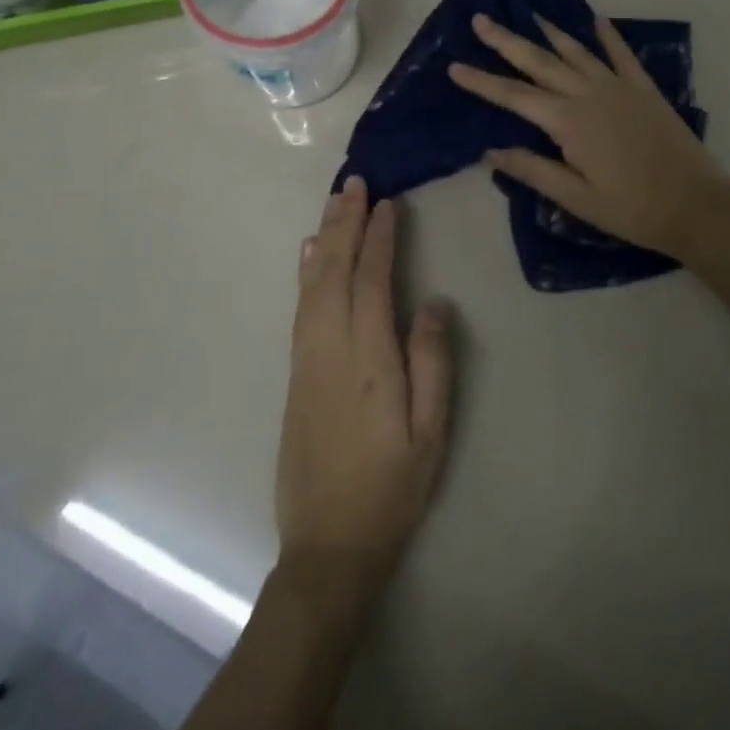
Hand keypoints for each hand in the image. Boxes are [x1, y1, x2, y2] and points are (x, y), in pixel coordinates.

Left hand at [276, 177, 452, 624]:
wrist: (327, 546)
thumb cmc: (391, 489)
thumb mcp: (431, 433)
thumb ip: (433, 363)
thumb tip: (434, 303)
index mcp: (369, 360)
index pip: (373, 282)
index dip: (380, 239)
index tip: (388, 204)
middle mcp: (331, 349)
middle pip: (335, 272)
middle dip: (346, 223)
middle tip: (355, 183)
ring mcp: (307, 360)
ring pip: (312, 284)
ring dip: (324, 238)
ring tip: (335, 203)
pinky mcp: (295, 373)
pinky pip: (300, 307)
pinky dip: (306, 272)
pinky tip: (309, 254)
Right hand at [448, 13, 729, 261]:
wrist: (698, 205)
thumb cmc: (632, 209)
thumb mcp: (576, 198)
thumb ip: (533, 170)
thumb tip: (491, 151)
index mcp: (568, 122)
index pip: (514, 96)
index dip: (481, 82)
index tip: (453, 66)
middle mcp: (589, 94)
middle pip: (539, 63)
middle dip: (507, 41)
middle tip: (480, 20)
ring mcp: (619, 87)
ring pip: (576, 52)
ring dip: (549, 33)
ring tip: (528, 14)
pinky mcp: (645, 90)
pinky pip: (622, 55)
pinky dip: (608, 36)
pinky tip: (597, 20)